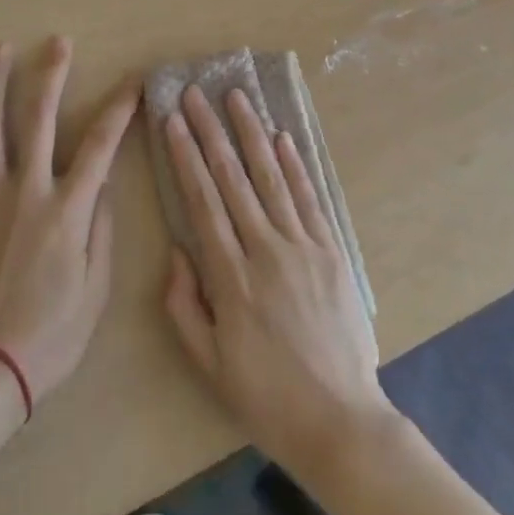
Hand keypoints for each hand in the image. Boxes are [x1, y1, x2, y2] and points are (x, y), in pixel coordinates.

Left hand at [0, 38, 136, 409]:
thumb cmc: (51, 335)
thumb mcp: (97, 288)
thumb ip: (102, 228)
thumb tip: (104, 182)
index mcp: (68, 208)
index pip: (103, 144)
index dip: (122, 107)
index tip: (135, 80)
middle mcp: (27, 190)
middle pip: (41, 119)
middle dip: (52, 75)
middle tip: (59, 42)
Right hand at [160, 85, 397, 481]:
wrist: (340, 420)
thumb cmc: (266, 396)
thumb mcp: (210, 364)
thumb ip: (185, 305)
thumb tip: (177, 249)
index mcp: (231, 278)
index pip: (202, 202)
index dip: (186, 157)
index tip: (173, 121)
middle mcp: (266, 250)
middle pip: (232, 179)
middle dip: (211, 132)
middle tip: (195, 94)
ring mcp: (302, 246)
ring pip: (271, 177)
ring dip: (251, 133)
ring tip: (236, 97)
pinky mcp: (331, 249)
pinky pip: (308, 197)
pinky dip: (294, 164)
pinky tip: (281, 136)